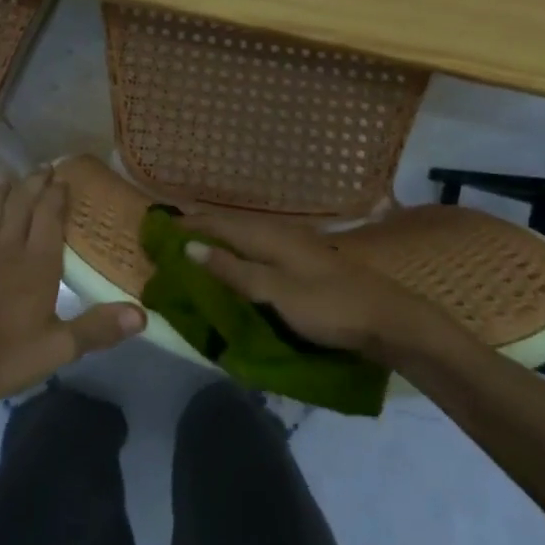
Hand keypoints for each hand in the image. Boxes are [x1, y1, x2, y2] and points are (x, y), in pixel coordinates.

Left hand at [0, 171, 144, 403]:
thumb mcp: (58, 348)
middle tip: (41, 167)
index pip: (50, 221)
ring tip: (3, 178)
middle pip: (20, 211)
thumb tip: (143, 315)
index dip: (57, 197)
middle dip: (32, 187)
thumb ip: (98, 329)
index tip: (63, 176)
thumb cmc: (1, 356)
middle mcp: (5, 253)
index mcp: (36, 267)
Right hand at [177, 210, 453, 365]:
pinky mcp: (304, 264)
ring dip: (219, 242)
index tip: (157, 229)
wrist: (387, 320)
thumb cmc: (329, 307)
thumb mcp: (276, 293)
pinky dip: (238, 254)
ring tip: (193, 250)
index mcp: (270, 236)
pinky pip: (259, 251)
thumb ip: (234, 271)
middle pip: (232, 227)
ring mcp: (295, 247)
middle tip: (169, 240)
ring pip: (246, 238)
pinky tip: (235, 264)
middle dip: (200, 230)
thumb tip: (189, 247)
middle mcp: (280, 234)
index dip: (188, 226)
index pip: (218, 224)